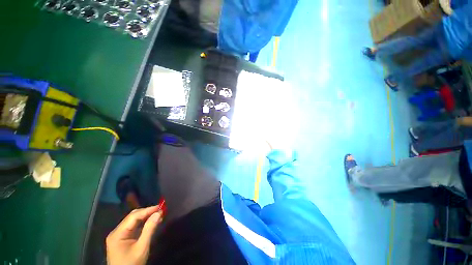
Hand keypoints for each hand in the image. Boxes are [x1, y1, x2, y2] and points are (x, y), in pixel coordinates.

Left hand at [106, 206, 162, 264]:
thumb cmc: (132, 263)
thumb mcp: (142, 247)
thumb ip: (149, 229)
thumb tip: (159, 213)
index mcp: (118, 233)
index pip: (134, 216)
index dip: (148, 210)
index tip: (161, 207)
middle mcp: (116, 232)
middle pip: (132, 217)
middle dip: (147, 212)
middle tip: (160, 210)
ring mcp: (118, 235)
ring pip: (133, 221)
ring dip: (146, 217)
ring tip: (158, 215)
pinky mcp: (122, 239)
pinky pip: (133, 227)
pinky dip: (143, 223)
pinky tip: (151, 222)